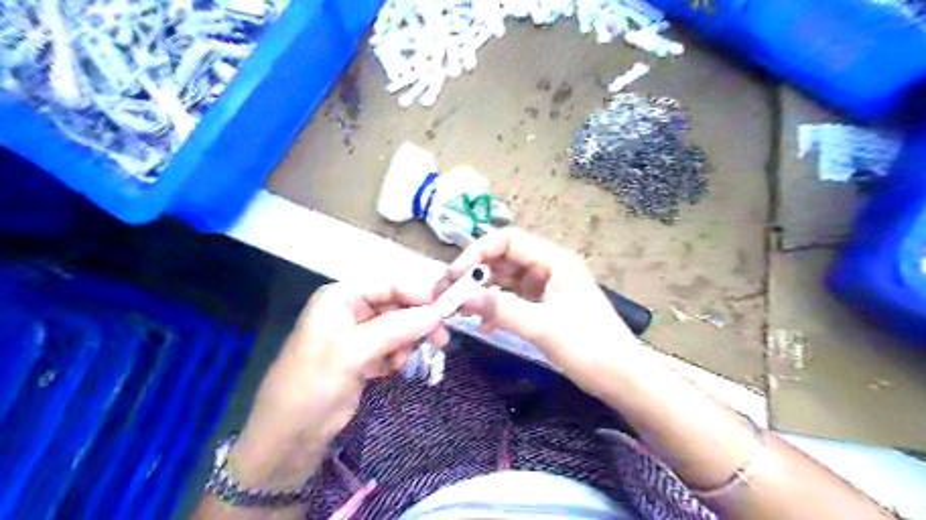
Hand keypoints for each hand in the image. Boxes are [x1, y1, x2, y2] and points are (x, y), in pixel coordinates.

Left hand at [229, 279, 448, 487]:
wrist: (287, 439)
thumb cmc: (312, 387)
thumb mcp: (352, 352)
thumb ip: (396, 328)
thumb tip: (436, 313)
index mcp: (340, 297)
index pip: (389, 282)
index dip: (418, 292)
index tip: (446, 310)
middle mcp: (350, 309)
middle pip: (396, 303)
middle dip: (417, 319)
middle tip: (441, 339)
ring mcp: (357, 333)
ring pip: (398, 324)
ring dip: (408, 340)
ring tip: (405, 362)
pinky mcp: (363, 355)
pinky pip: (392, 344)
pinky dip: (398, 354)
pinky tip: (393, 369)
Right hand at [438, 227, 640, 394]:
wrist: (623, 379)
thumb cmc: (590, 348)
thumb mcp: (543, 327)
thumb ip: (501, 309)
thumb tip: (462, 296)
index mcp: (554, 261)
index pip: (507, 241)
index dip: (477, 252)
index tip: (453, 275)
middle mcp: (549, 268)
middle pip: (503, 259)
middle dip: (474, 274)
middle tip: (447, 294)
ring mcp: (546, 288)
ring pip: (505, 280)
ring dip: (482, 292)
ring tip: (459, 310)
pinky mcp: (544, 306)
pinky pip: (512, 299)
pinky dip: (495, 307)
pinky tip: (483, 325)